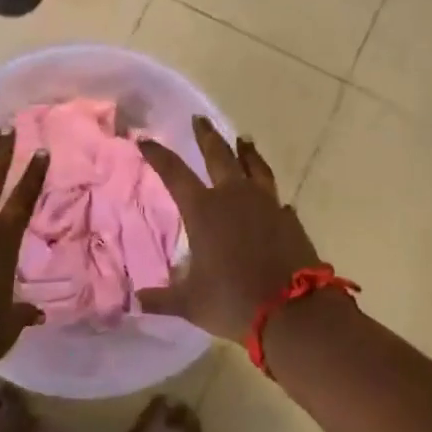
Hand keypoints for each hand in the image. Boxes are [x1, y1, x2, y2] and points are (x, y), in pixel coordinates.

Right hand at [138, 117, 329, 343]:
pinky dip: (268, 192)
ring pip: (254, 166)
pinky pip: (275, 196)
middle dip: (206, 136)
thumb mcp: (191, 303)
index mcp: (204, 210)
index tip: (145, 140)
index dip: (158, 155)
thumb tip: (138, 300)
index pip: (174, 173)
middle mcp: (234, 197)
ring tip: (243, 139)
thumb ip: (163, 298)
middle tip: (199, 119)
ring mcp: (266, 204)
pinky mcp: (289, 218)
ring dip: (246, 151)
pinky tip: (269, 196)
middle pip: (219, 155)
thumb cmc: (233, 302)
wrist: (294, 312)